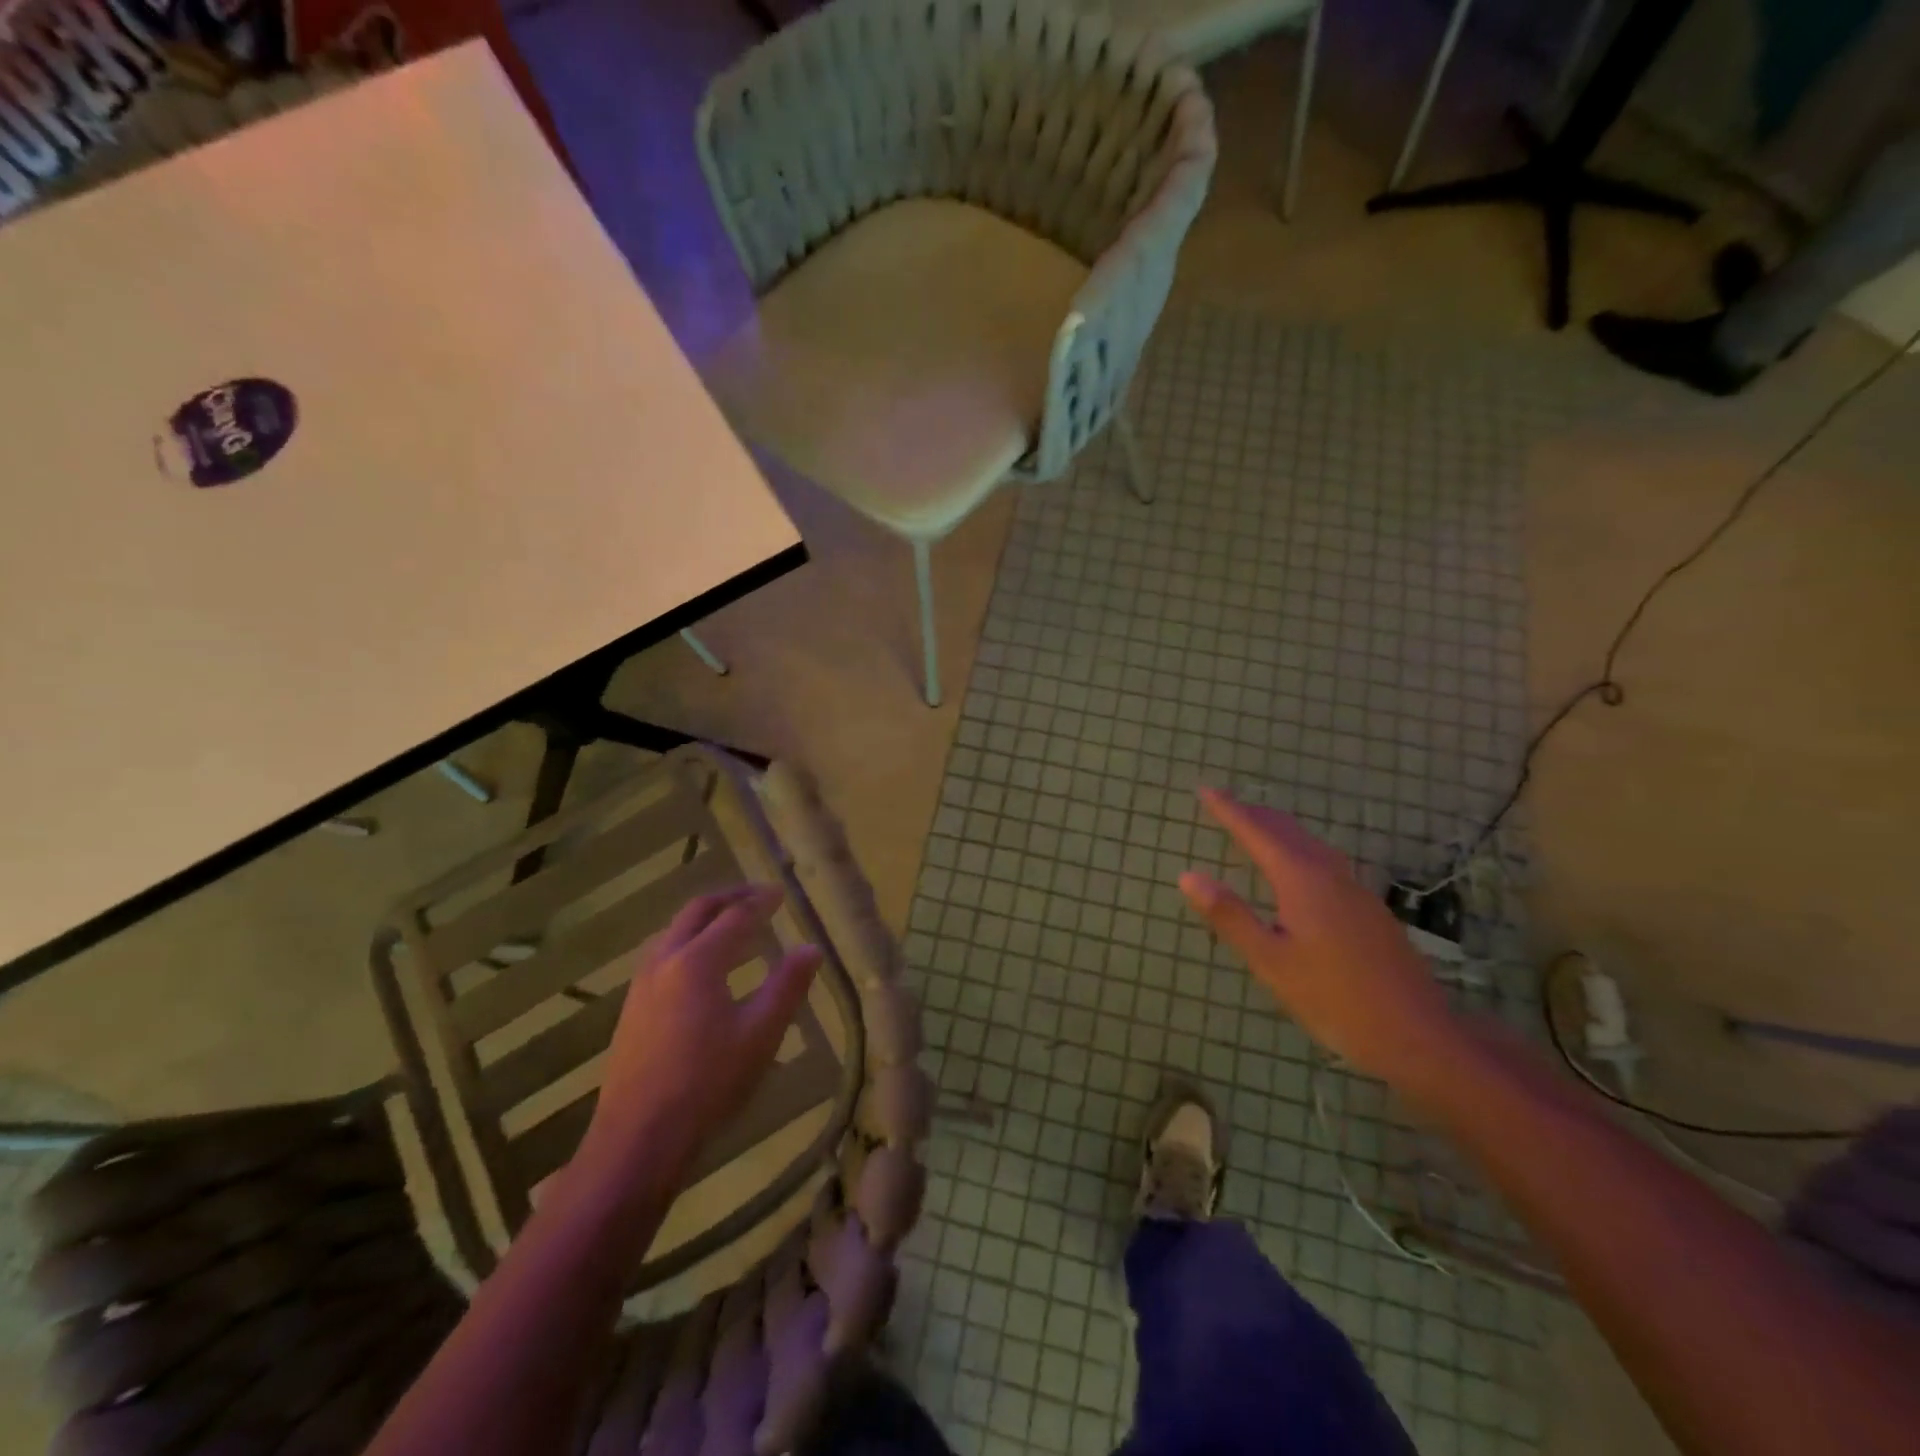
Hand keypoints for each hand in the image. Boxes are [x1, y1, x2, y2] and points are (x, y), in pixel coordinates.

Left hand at [579, 885, 820, 1192]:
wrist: (637, 1139)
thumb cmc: (707, 1084)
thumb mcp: (760, 1035)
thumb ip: (787, 986)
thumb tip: (810, 948)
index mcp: (697, 962)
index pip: (735, 916)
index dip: (761, 901)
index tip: (781, 893)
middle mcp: (665, 960)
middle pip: (697, 911)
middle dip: (729, 898)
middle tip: (758, 896)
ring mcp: (641, 984)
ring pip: (674, 930)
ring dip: (705, 918)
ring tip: (732, 925)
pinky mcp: (631, 1007)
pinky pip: (663, 952)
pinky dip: (688, 940)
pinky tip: (702, 965)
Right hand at [1178, 789, 1462, 1084]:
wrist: (1418, 1034)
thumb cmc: (1334, 999)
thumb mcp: (1270, 961)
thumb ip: (1230, 916)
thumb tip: (1188, 876)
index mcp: (1301, 880)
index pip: (1256, 833)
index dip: (1229, 810)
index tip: (1205, 789)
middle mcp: (1330, 875)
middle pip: (1287, 831)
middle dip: (1254, 815)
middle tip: (1225, 804)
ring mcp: (1356, 891)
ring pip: (1310, 845)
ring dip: (1279, 831)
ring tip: (1256, 828)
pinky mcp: (1369, 910)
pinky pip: (1325, 862)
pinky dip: (1299, 850)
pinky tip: (1299, 870)